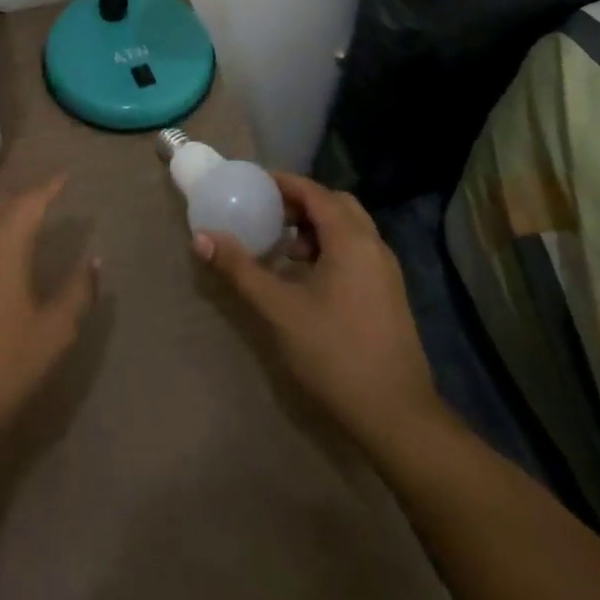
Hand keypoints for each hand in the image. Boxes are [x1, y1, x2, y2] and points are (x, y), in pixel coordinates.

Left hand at [0, 176, 98, 451]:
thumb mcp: (51, 335)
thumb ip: (77, 293)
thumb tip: (95, 260)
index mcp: (2, 244)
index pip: (29, 201)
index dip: (49, 187)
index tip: (65, 176)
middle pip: (0, 204)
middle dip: (24, 197)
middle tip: (47, 196)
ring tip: (17, 215)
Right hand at [194, 173, 442, 444]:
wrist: (397, 417)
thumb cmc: (335, 353)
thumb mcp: (279, 309)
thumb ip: (240, 269)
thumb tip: (201, 238)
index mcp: (351, 239)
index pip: (314, 192)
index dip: (283, 183)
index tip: (251, 183)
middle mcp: (373, 246)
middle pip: (335, 205)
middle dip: (300, 202)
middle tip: (267, 213)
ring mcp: (386, 272)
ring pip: (349, 229)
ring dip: (316, 227)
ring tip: (283, 248)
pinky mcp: (389, 295)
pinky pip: (357, 252)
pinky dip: (330, 248)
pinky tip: (306, 278)